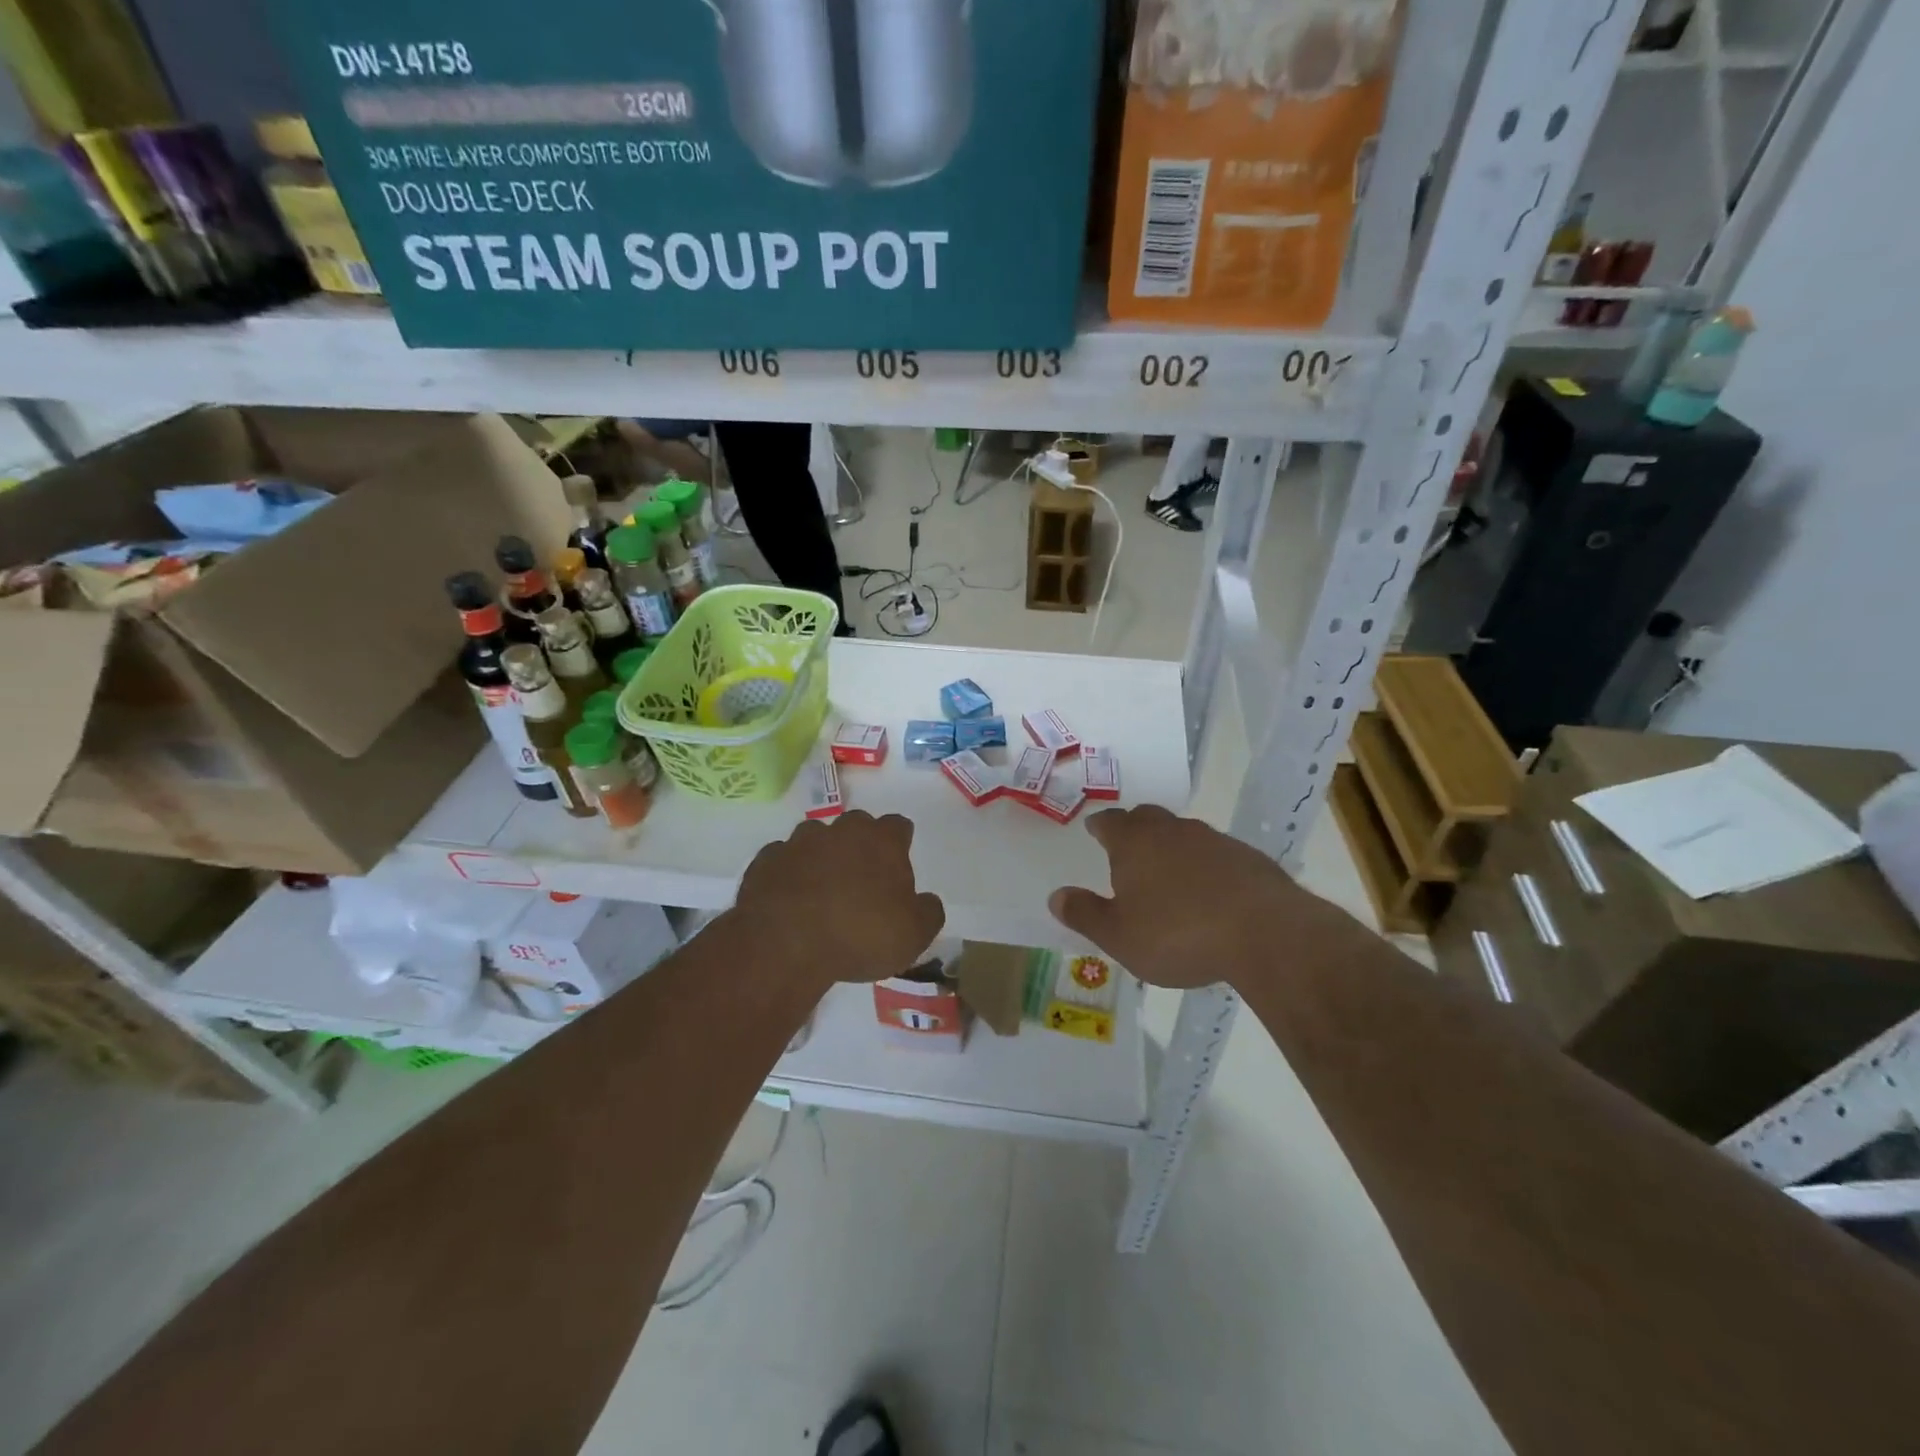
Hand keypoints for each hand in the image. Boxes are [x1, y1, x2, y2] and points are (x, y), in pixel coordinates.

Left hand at [732, 811, 945, 987]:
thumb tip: (927, 901)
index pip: (899, 825)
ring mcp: (799, 842)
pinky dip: (788, 874)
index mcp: (881, 841)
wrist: (785, 944)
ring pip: (816, 839)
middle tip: (862, 879)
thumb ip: (929, 912)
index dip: (900, 842)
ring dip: (822, 857)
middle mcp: (841, 831)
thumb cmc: (860, 935)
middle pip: (857, 826)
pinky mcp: (766, 860)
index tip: (898, 863)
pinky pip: (783, 860)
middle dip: (860, 845)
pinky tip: (790, 900)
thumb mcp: (914, 934)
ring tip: (822, 891)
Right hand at [1048, 805, 1329, 987]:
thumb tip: (1055, 896)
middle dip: (1134, 829)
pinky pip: (1216, 854)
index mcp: (1134, 842)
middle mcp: (1172, 831)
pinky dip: (1205, 866)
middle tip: (1127, 848)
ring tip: (1168, 875)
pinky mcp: (1248, 858)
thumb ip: (1085, 914)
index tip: (1094, 831)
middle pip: (1147, 817)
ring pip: (1183, 834)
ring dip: (1171, 848)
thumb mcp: (1119, 936)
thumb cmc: (1178, 934)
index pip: (1109, 822)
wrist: (1265, 933)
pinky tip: (1209, 894)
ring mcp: (1214, 840)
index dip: (1099, 827)